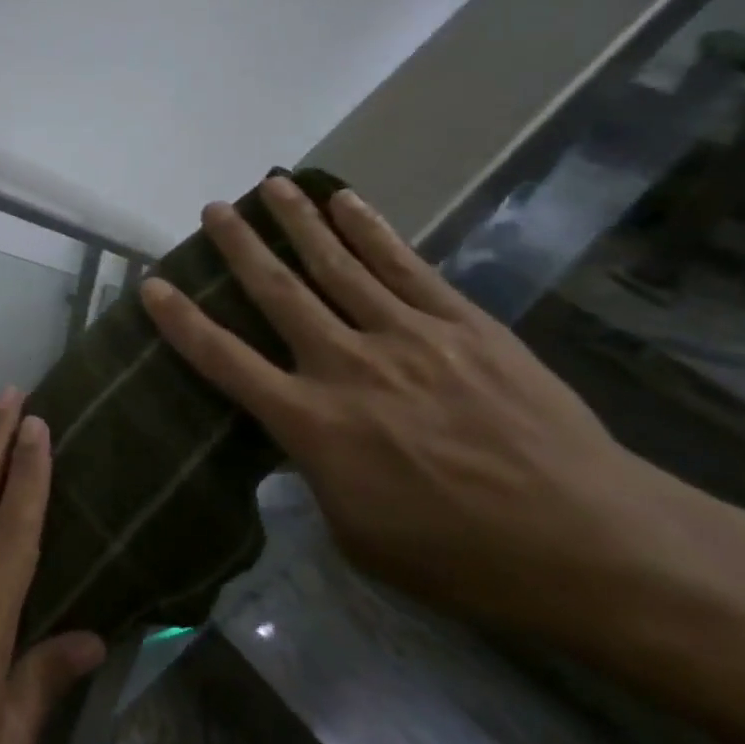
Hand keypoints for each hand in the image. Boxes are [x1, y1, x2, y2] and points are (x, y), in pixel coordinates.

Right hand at [139, 175, 693, 638]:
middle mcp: (347, 365)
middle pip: (278, 291)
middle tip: (213, 209)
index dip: (182, 321)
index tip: (153, 284)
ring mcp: (407, 336)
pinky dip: (370, 229)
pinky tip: (346, 201)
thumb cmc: (460, 558)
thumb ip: (315, 473)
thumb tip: (302, 438)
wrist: (591, 543)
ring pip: (337, 264)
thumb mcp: (355, 535)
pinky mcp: (462, 324)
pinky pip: (403, 265)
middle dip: (239, 247)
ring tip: (270, 185)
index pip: (225, 360)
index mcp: (312, 424)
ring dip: (298, 221)